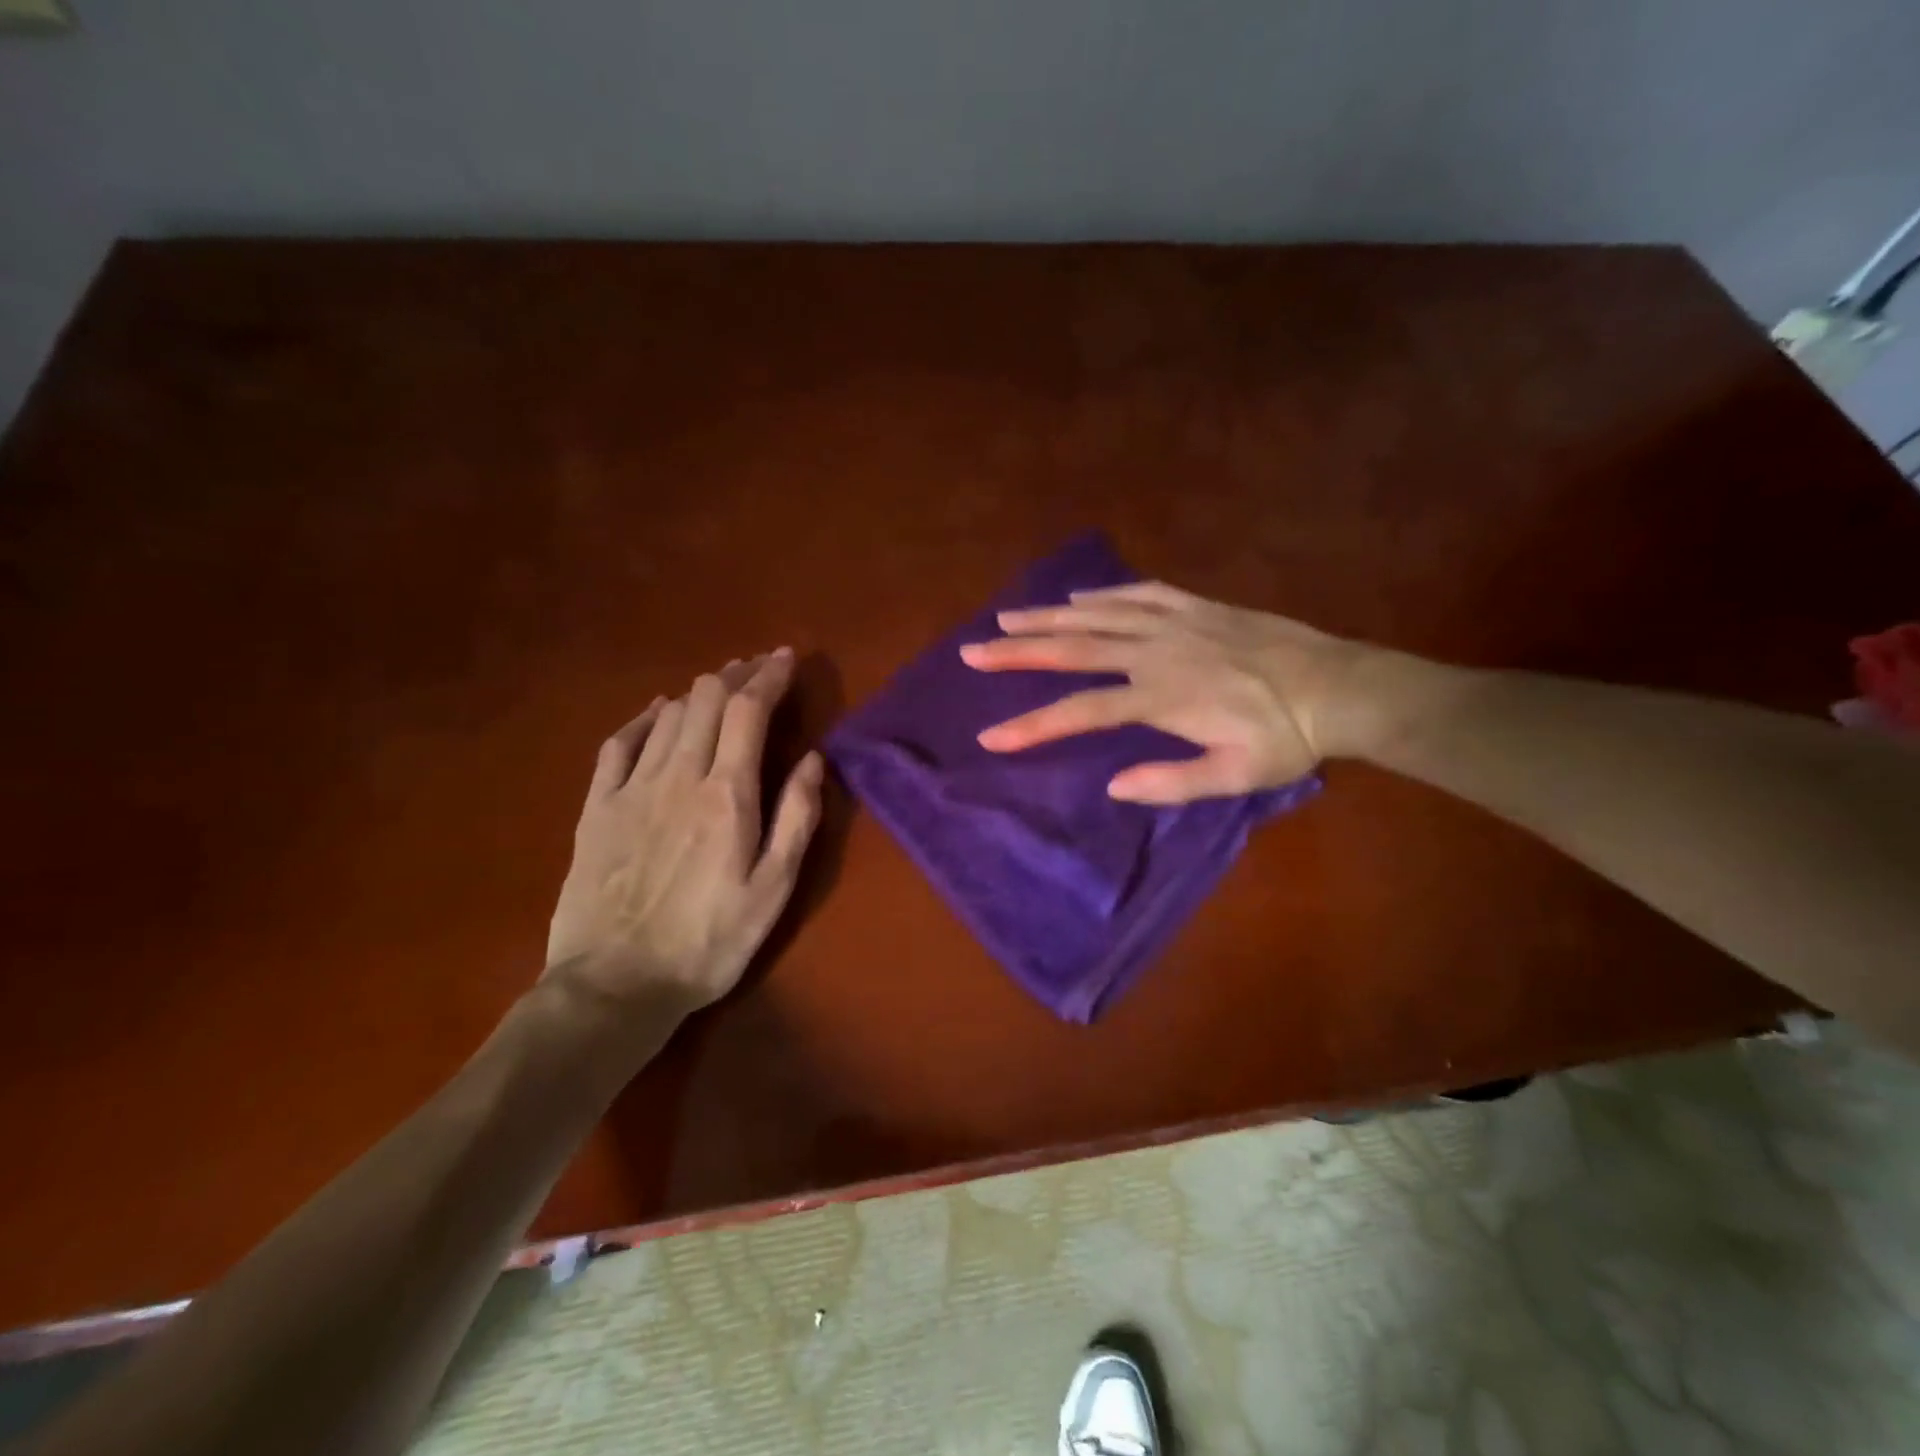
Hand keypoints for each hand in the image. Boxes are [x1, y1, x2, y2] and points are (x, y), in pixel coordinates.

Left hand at [545, 649, 823, 1016]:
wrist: (615, 984)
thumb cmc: (708, 942)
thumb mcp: (773, 890)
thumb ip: (796, 819)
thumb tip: (813, 759)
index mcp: (727, 794)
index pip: (748, 710)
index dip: (769, 676)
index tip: (786, 657)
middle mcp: (678, 776)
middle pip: (706, 700)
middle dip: (737, 674)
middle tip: (758, 669)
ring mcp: (630, 788)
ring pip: (667, 715)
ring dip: (698, 693)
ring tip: (720, 688)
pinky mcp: (596, 808)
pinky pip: (618, 743)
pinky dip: (644, 719)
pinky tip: (656, 712)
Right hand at [960, 581, 1369, 803]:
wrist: (1339, 687)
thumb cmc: (1286, 739)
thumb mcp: (1235, 775)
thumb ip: (1172, 782)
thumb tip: (1112, 787)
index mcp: (1159, 697)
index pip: (1080, 712)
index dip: (1032, 725)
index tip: (990, 736)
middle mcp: (1155, 652)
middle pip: (1073, 649)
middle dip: (1018, 652)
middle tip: (973, 651)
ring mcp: (1175, 622)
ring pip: (1098, 614)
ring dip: (1047, 616)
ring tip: (1005, 618)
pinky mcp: (1196, 606)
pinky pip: (1140, 592)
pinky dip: (1103, 593)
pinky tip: (1078, 596)